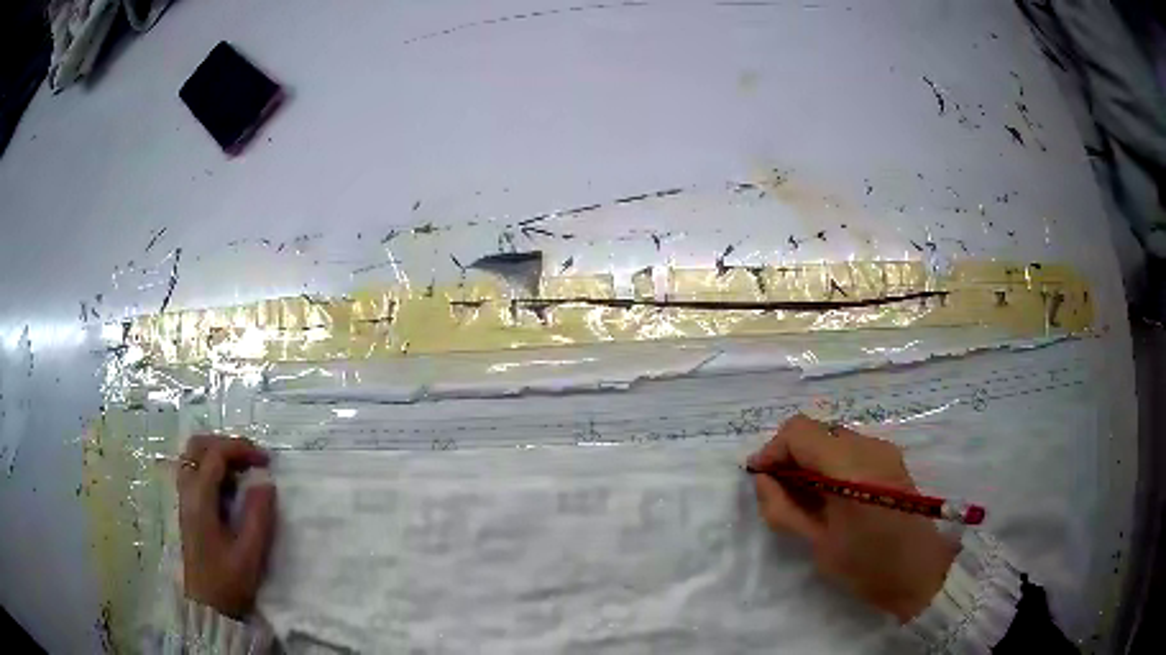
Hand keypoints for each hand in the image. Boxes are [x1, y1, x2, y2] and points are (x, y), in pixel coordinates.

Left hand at [177, 435, 275, 618]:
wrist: (208, 605)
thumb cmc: (228, 581)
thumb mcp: (249, 554)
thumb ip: (258, 516)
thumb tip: (266, 483)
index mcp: (200, 499)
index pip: (215, 455)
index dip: (241, 449)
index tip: (267, 461)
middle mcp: (188, 491)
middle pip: (199, 446)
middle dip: (227, 445)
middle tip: (252, 459)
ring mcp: (185, 498)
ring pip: (195, 457)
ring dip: (219, 454)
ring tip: (244, 471)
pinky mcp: (188, 508)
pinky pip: (195, 471)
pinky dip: (214, 468)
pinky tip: (231, 488)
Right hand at [748, 414, 955, 622]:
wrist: (920, 572)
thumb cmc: (867, 565)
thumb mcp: (818, 544)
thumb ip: (784, 509)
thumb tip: (762, 480)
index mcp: (850, 466)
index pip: (799, 432)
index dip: (772, 450)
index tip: (758, 479)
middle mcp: (869, 446)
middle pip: (816, 431)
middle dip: (790, 455)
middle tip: (777, 491)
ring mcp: (884, 450)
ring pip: (832, 438)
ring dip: (810, 459)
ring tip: (803, 497)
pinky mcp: (891, 459)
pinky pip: (850, 449)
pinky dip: (830, 463)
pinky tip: (829, 495)